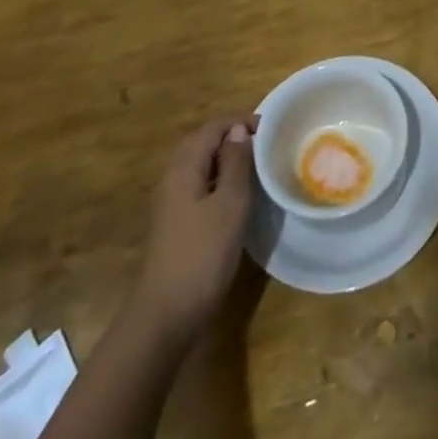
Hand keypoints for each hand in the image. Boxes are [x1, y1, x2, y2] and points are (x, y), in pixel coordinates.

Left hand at [133, 115, 257, 340]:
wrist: (166, 316)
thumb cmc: (203, 253)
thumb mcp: (230, 203)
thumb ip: (236, 163)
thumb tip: (238, 130)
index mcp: (183, 168)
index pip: (213, 127)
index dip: (241, 122)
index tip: (271, 129)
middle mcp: (172, 179)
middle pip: (203, 143)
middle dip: (234, 138)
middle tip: (266, 146)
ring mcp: (171, 204)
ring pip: (200, 167)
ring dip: (227, 161)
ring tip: (257, 168)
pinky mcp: (175, 224)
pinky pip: (199, 187)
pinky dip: (219, 181)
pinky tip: (238, 198)